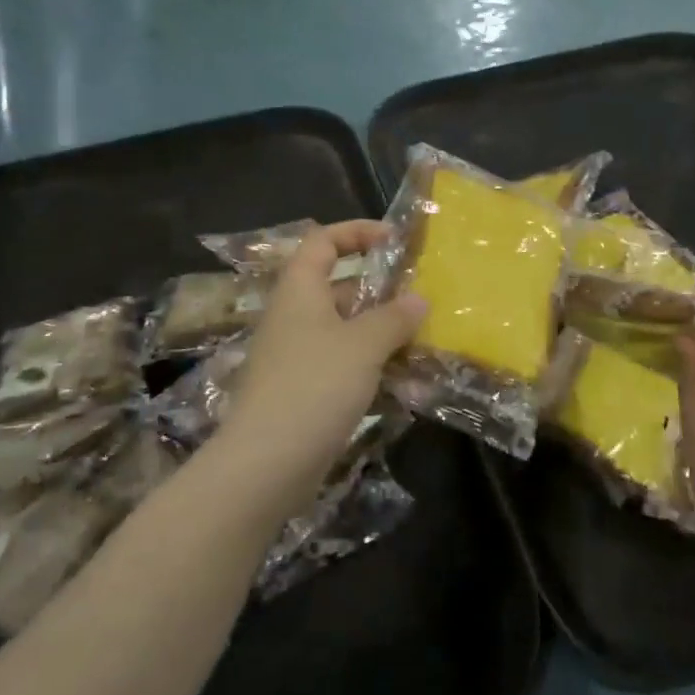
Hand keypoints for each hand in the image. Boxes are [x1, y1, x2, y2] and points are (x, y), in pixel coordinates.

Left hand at [221, 221, 425, 485]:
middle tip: (423, 295)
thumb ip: (394, 318)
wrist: (267, 462)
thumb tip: (418, 300)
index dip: (357, 232)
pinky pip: (346, 364)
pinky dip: (374, 365)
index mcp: (300, 290)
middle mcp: (297, 316)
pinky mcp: (307, 390)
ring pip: (347, 329)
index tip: (395, 240)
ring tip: (426, 336)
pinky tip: (409, 380)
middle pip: (340, 286)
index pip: (323, 241)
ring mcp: (300, 355)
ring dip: (384, 331)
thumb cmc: (314, 385)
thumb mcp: (363, 344)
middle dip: (382, 289)